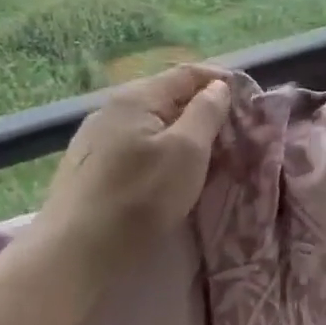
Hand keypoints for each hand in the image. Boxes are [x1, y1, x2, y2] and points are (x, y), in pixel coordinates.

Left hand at [33, 65, 232, 278]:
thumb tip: (217, 87)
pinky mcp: (90, 168)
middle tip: (233, 132)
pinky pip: (136, 146)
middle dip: (203, 110)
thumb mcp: (187, 151)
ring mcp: (96, 139)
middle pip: (167, 97)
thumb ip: (206, 113)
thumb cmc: (140, 197)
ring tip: (208, 155)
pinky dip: (162, 151)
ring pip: (151, 124)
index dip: (220, 80)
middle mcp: (111, 109)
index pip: (186, 73)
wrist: (77, 251)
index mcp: (136, 97)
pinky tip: (170, 174)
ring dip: (183, 133)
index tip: (249, 98)